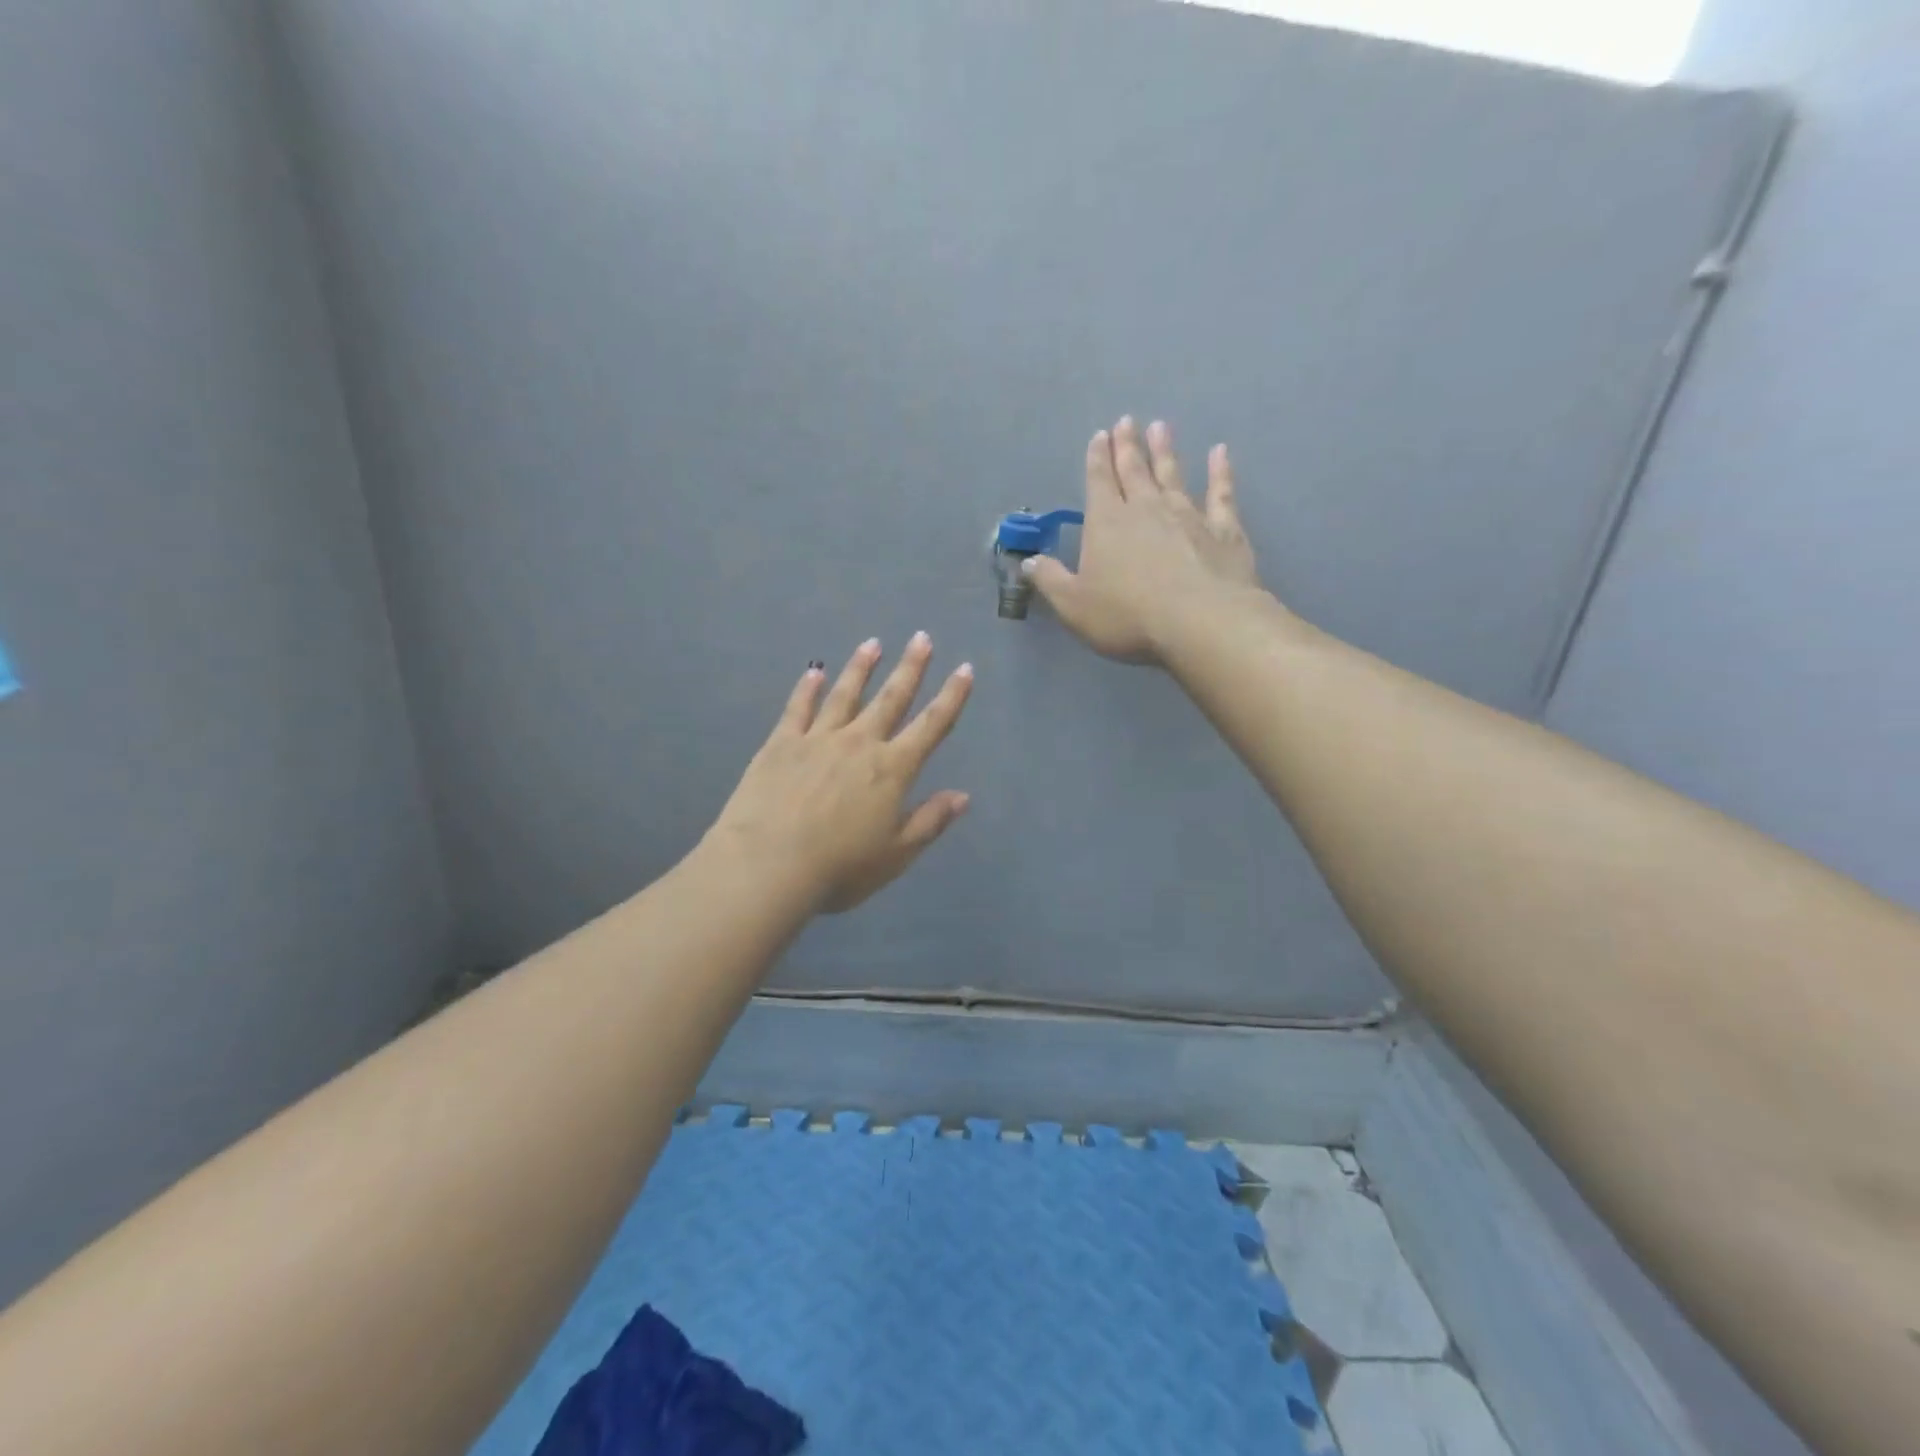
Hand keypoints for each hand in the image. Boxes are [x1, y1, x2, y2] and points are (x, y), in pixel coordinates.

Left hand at [706, 633, 972, 912]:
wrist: (768, 864)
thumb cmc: (840, 867)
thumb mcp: (896, 854)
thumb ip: (930, 821)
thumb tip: (963, 796)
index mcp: (892, 769)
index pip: (931, 726)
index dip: (951, 697)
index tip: (964, 669)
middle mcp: (859, 743)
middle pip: (891, 698)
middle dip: (910, 668)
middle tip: (922, 638)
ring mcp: (818, 739)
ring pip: (845, 695)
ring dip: (861, 668)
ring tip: (873, 643)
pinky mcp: (781, 744)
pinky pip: (798, 709)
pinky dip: (807, 689)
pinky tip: (814, 672)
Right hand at [1026, 416, 1262, 663]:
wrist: (1200, 623)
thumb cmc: (1128, 617)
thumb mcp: (1074, 606)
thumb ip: (1051, 581)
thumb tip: (1029, 562)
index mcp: (1107, 523)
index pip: (1099, 482)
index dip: (1097, 459)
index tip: (1100, 435)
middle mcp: (1146, 509)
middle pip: (1134, 470)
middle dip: (1128, 446)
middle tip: (1127, 421)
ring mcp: (1188, 515)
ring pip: (1172, 474)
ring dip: (1165, 451)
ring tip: (1160, 426)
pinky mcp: (1223, 530)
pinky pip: (1220, 494)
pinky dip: (1220, 472)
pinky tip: (1220, 453)